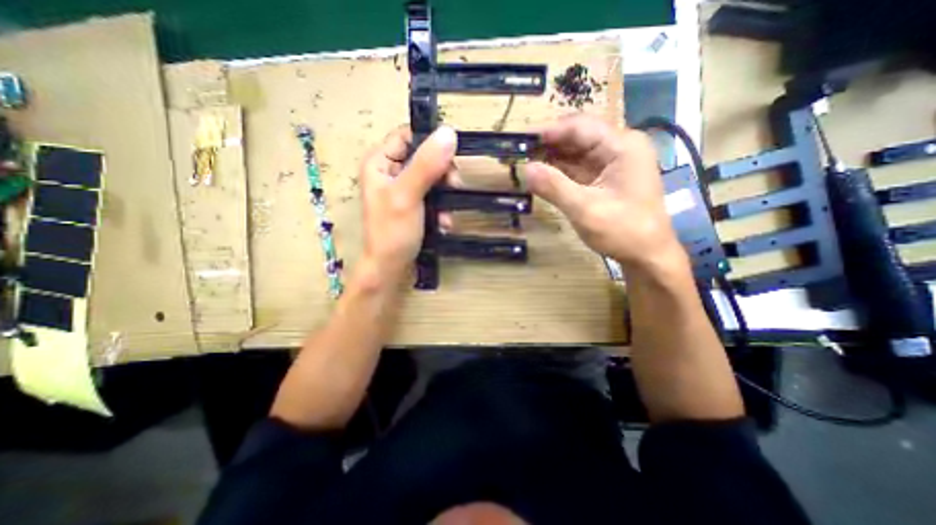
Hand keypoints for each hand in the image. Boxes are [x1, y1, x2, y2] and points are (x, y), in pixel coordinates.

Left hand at [358, 125, 457, 284]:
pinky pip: (434, 196)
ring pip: (433, 177)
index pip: (408, 135)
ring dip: (445, 194)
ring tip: (446, 213)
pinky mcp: (414, 204)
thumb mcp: (407, 196)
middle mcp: (391, 171)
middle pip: (425, 156)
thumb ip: (426, 165)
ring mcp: (403, 189)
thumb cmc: (392, 233)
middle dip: (443, 173)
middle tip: (454, 187)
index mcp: (380, 162)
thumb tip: (449, 133)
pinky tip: (443, 222)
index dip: (431, 142)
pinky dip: (441, 207)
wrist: (390, 269)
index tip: (451, 158)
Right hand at [524, 114, 684, 270]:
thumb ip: (554, 187)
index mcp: (622, 145)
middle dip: (547, 144)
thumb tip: (525, 169)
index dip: (548, 131)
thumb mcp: (586, 210)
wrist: (647, 255)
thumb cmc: (623, 231)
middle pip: (577, 137)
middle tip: (518, 153)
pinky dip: (558, 171)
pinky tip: (540, 175)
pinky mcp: (604, 178)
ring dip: (550, 158)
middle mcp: (618, 147)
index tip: (520, 139)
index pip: (579, 127)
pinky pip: (577, 168)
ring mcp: (612, 163)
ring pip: (575, 153)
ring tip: (523, 163)